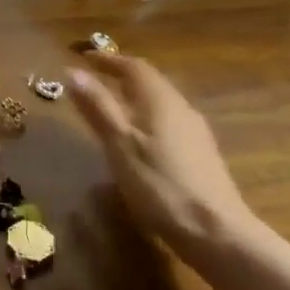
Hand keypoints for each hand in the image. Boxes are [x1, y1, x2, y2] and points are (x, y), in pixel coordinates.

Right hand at [68, 55, 260, 258]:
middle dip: (122, 77)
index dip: (109, 60)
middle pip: (150, 82)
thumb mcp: (119, 145)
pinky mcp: (201, 155)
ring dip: (135, 98)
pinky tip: (139, 141)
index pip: (134, 66)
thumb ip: (98, 107)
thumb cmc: (159, 184)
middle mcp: (181, 108)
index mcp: (160, 100)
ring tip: (112, 108)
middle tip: (96, 80)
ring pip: (160, 103)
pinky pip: (168, 123)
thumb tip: (74, 71)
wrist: (215, 231)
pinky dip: (147, 119)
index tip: (85, 57)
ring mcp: (195, 132)